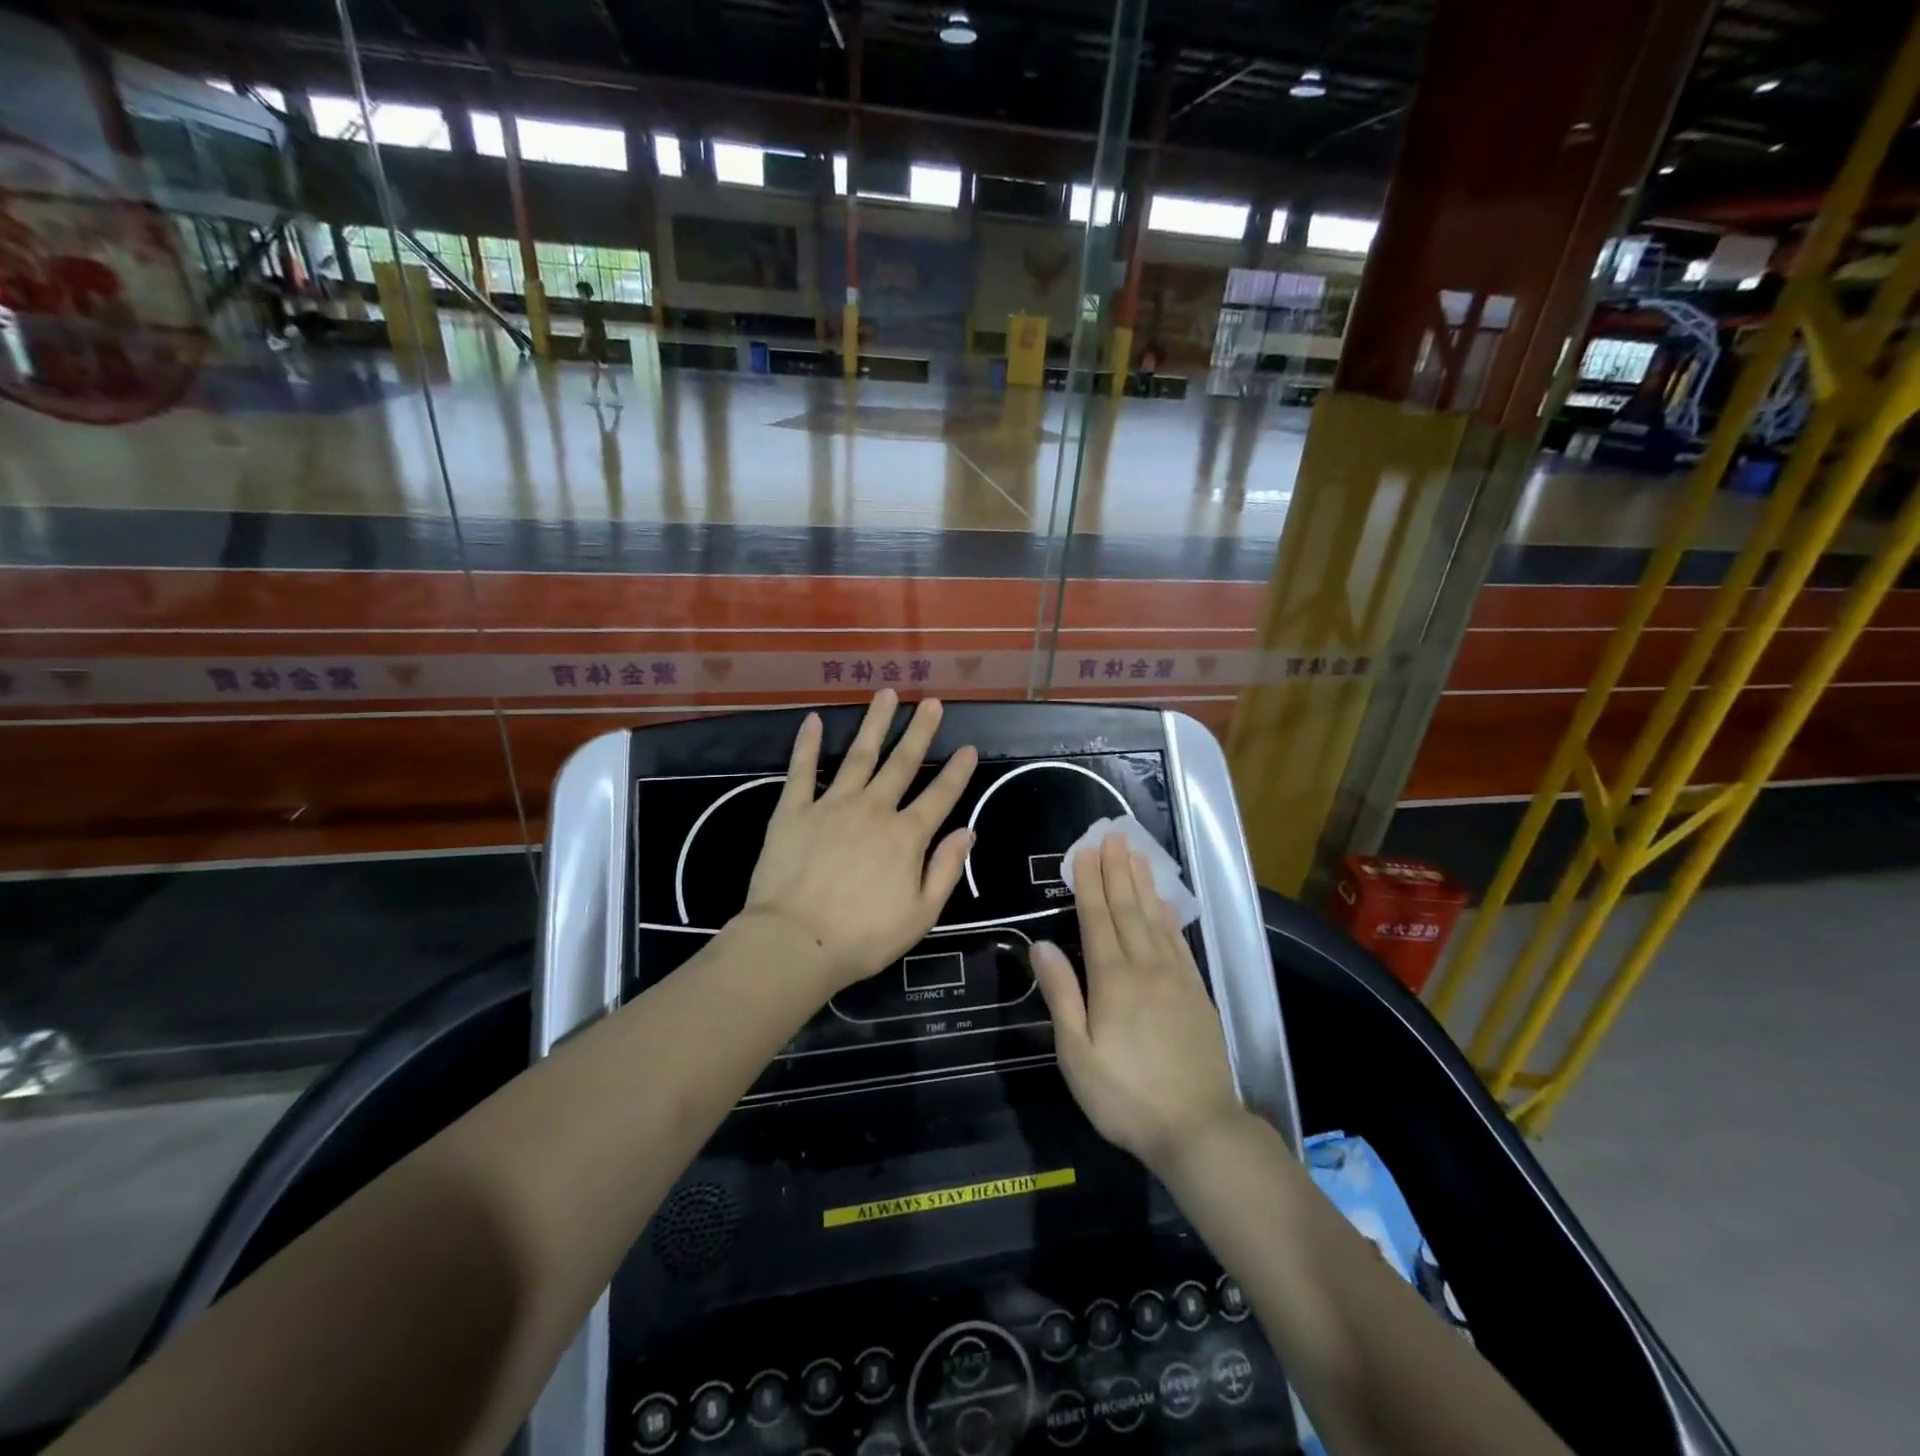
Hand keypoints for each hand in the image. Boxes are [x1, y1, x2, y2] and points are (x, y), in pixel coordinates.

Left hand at [739, 692, 977, 995]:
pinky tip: (814, 719)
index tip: (969, 747)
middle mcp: (873, 809)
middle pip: (902, 763)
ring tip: (886, 694)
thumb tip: (967, 831)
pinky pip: (801, 770)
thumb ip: (946, 869)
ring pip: (859, 755)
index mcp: (906, 836)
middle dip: (920, 731)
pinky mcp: (794, 811)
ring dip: (874, 723)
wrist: (795, 942)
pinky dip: (808, 744)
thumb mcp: (921, 914)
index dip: (957, 771)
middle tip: (932, 702)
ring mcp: (831, 805)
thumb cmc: (863, 937)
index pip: (940, 795)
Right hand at [1032, 831, 1246, 1177]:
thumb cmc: (1125, 1096)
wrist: (1198, 1129)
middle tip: (1112, 835)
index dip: (1088, 883)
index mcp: (1112, 980)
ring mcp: (1176, 977)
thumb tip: (1042, 945)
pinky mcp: (1196, 992)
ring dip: (1143, 883)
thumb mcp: (1077, 1055)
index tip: (1084, 851)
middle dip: (1116, 870)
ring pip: (1154, 918)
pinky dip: (1168, 914)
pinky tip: (1163, 901)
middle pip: (1127, 909)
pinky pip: (1178, 941)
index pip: (1096, 919)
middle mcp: (1145, 967)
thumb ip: (1061, 996)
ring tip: (1136, 853)